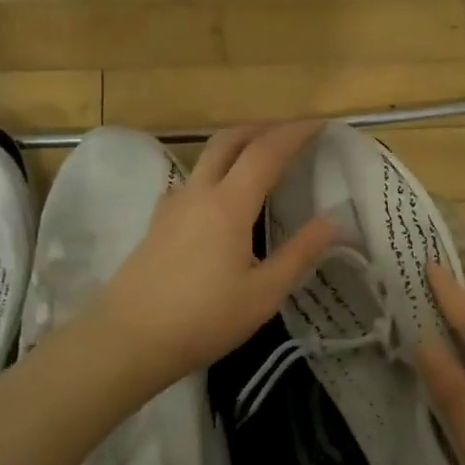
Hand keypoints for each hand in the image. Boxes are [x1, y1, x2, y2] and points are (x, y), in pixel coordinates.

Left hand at [92, 122, 336, 385]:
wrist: (129, 339)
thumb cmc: (204, 319)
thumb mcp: (263, 293)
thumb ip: (300, 253)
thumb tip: (335, 223)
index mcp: (228, 204)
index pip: (266, 151)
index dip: (295, 133)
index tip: (319, 125)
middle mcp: (198, 193)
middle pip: (229, 140)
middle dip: (262, 128)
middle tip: (290, 133)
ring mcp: (172, 205)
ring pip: (206, 158)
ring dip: (237, 147)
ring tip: (261, 161)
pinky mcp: (157, 223)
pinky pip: (191, 181)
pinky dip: (216, 172)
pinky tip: (222, 199)